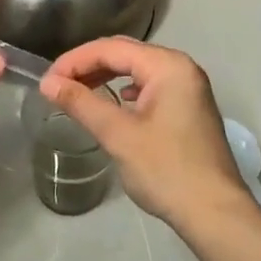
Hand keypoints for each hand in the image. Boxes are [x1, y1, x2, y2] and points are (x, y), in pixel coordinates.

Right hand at [41, 37, 255, 229]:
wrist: (214, 212)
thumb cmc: (165, 170)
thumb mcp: (118, 135)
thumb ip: (82, 103)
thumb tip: (47, 84)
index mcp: (168, 66)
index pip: (111, 49)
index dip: (74, 61)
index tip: (47, 81)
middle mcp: (181, 68)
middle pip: (125, 54)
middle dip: (88, 66)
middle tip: (57, 86)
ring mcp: (188, 88)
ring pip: (138, 70)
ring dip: (105, 77)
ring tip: (77, 93)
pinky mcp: (188, 109)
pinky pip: (150, 88)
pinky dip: (125, 90)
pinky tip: (114, 104)